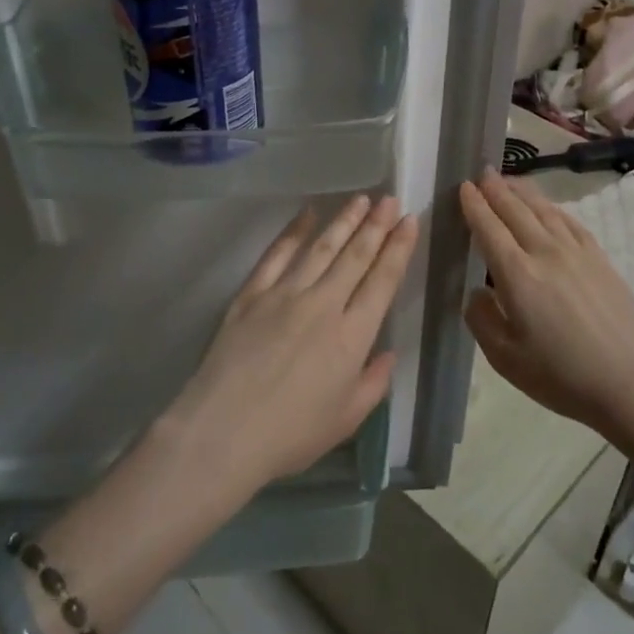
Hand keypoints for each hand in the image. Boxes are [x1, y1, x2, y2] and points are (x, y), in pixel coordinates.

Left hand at [163, 195, 417, 496]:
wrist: (223, 431)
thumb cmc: (290, 434)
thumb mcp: (346, 420)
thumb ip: (373, 383)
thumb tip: (387, 353)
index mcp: (352, 336)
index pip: (382, 281)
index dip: (398, 249)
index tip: (409, 222)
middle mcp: (323, 304)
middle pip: (355, 256)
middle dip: (376, 225)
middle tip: (390, 199)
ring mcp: (285, 294)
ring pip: (321, 248)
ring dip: (343, 221)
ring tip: (361, 199)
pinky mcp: (252, 293)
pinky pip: (277, 254)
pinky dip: (294, 231)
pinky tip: (307, 214)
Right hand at [459, 171, 633, 440]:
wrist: (633, 381)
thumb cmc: (563, 375)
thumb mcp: (505, 358)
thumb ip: (482, 319)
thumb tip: (475, 292)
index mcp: (517, 274)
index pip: (488, 228)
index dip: (473, 206)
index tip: (463, 187)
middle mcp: (545, 252)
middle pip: (515, 210)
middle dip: (495, 189)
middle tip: (481, 172)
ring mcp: (576, 252)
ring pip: (543, 210)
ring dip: (522, 191)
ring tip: (508, 180)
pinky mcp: (600, 259)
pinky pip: (569, 221)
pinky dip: (552, 208)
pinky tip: (547, 208)